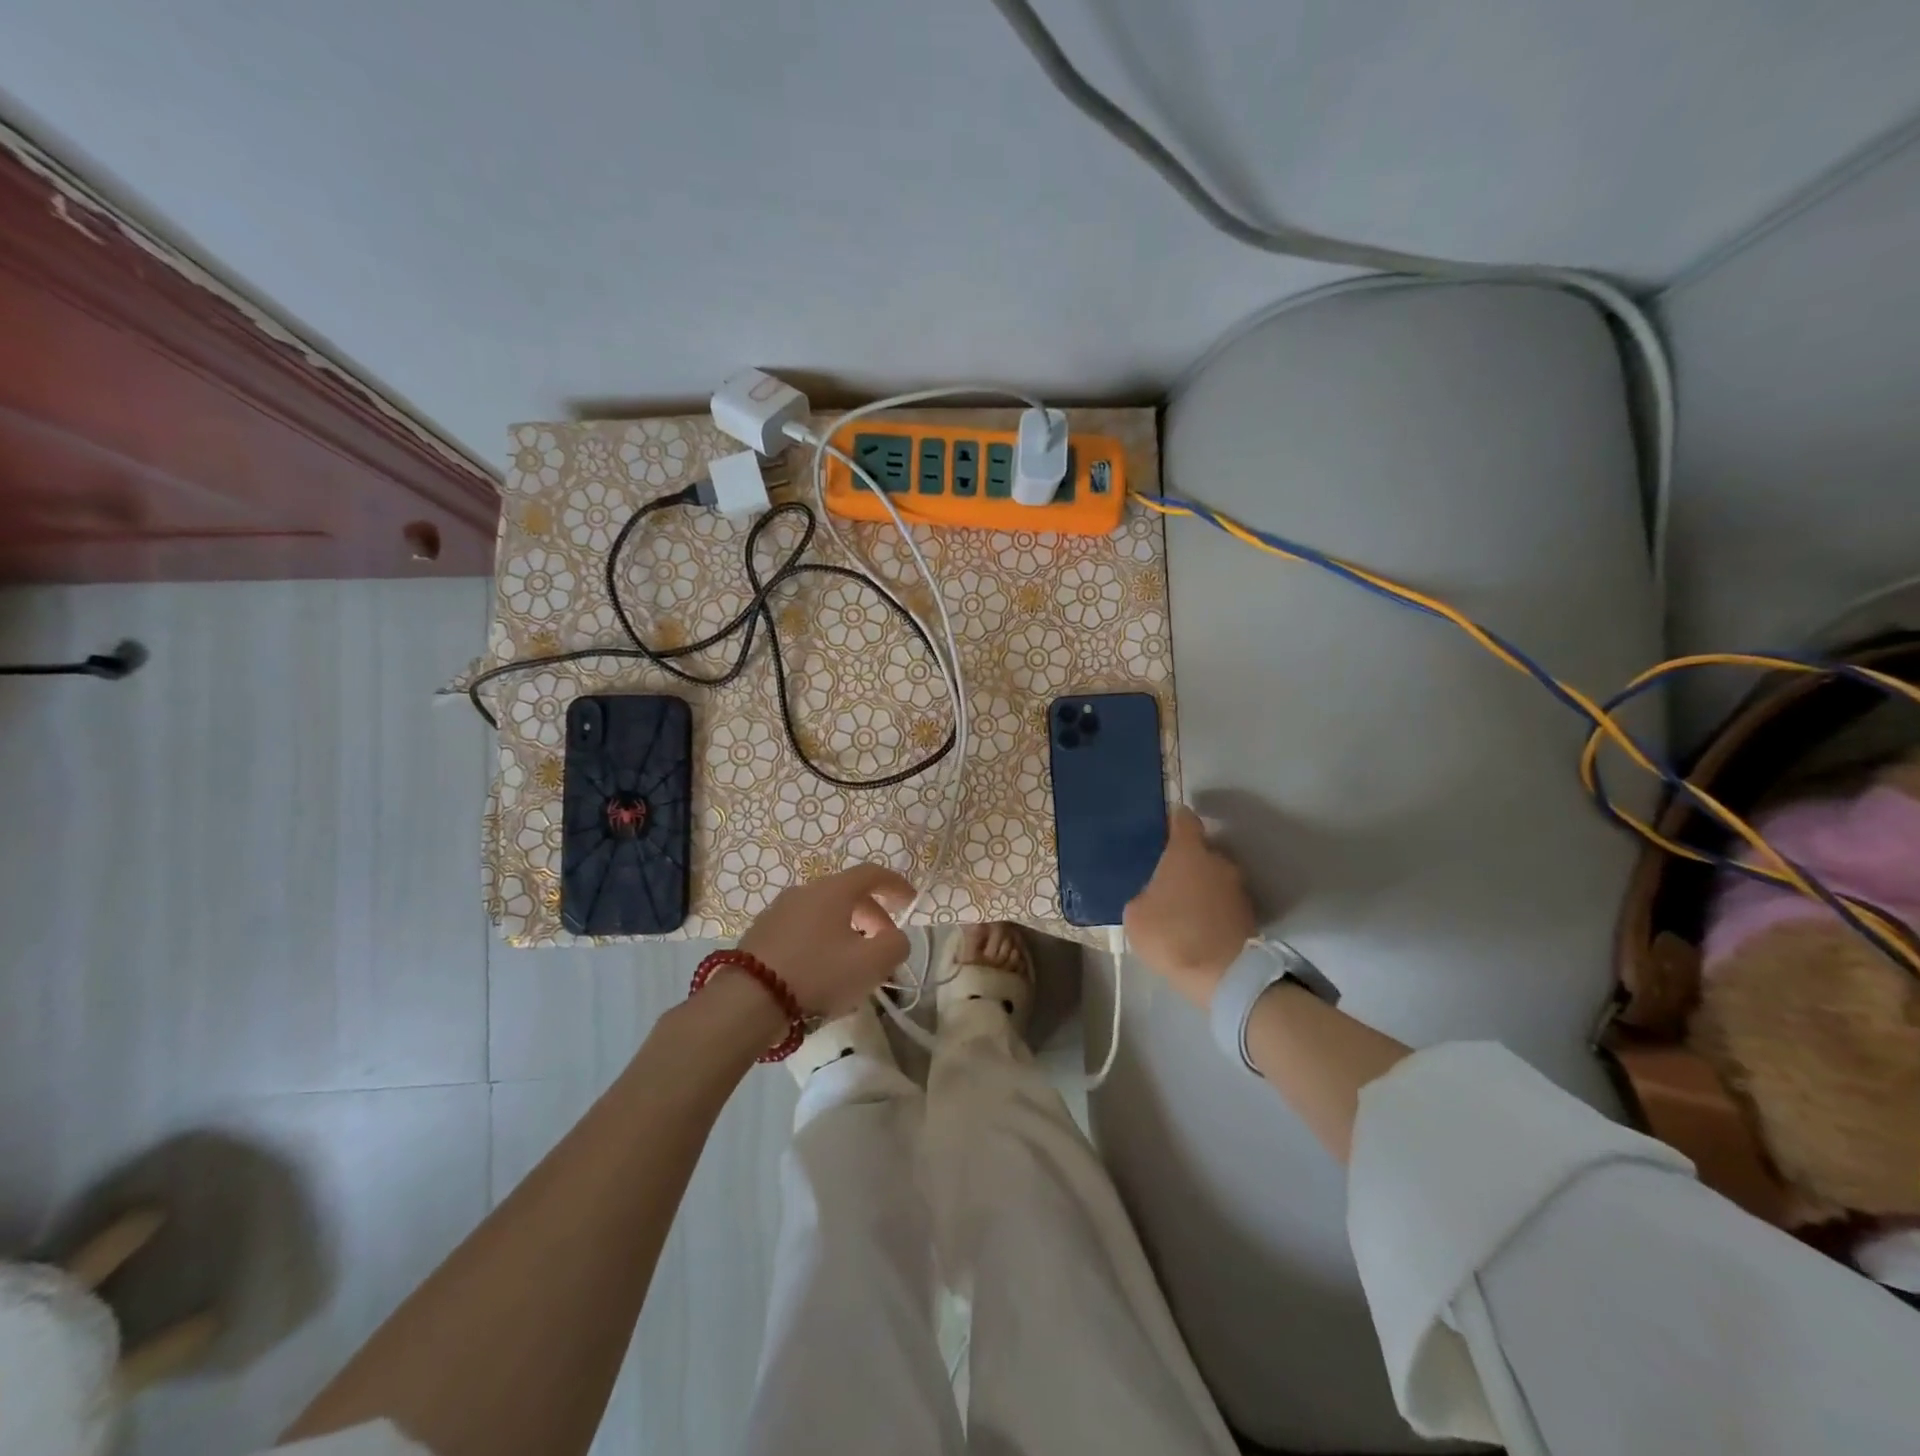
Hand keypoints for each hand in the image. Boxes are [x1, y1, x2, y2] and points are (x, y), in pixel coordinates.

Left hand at [738, 864, 914, 1019]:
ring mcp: (779, 911)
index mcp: (833, 890)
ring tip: (854, 963)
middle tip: (884, 945)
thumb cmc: (817, 974)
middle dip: (873, 916)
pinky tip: (822, 971)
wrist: (747, 1001)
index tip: (910, 901)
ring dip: (846, 930)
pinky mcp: (761, 933)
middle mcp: (805, 891)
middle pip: (848, 894)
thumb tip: (895, 937)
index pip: (871, 873)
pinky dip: (822, 941)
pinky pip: (803, 929)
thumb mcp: (871, 964)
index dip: (895, 885)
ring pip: (824, 913)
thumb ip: (895, 945)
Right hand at [1123, 807, 1256, 1008]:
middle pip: (1200, 850)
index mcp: (1188, 851)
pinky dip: (1211, 908)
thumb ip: (1144, 894)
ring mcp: (1238, 887)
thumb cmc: (1173, 934)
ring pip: (1213, 877)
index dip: (1172, 820)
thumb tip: (1154, 895)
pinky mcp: (1250, 914)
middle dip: (1185, 861)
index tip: (1161, 827)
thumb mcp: (1136, 914)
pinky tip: (1195, 925)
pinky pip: (1222, 901)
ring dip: (1200, 886)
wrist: (1225, 976)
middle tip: (1164, 878)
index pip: (1184, 819)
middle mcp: (1218, 860)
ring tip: (1180, 907)